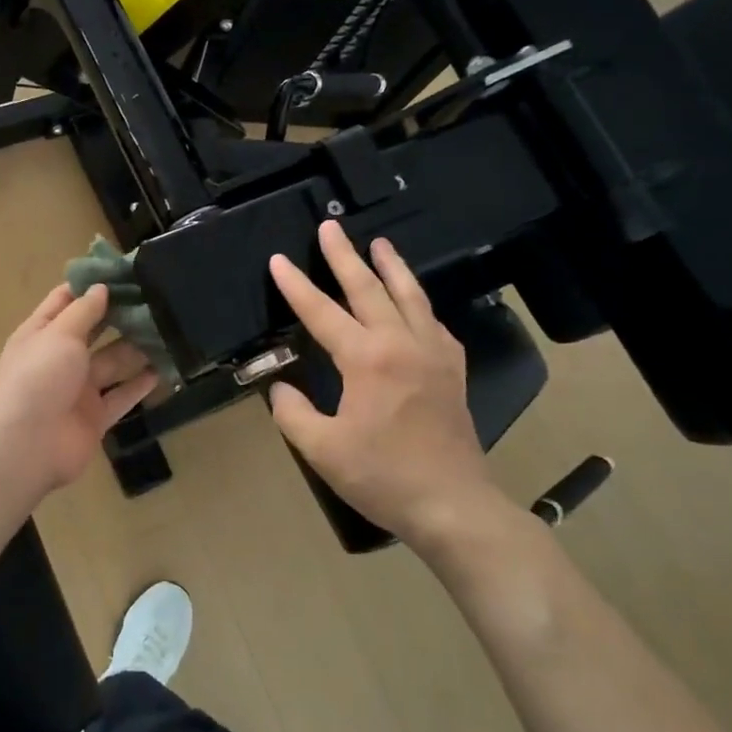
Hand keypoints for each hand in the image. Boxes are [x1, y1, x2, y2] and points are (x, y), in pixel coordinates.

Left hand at [0, 284, 159, 496]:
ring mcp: (77, 389)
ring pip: (112, 363)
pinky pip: (121, 396)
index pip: (65, 301)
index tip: (122, 272)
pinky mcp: (95, 417)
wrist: (27, 445)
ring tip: (168, 331)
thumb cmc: (38, 378)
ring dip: (136, 349)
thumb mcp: (58, 334)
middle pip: (93, 332)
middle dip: (120, 316)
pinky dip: (140, 384)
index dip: (90, 286)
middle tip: (156, 299)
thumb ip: (83, 311)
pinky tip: (163, 369)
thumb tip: (100, 288)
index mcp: (41, 333)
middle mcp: (59, 358)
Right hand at [267, 221, 502, 551]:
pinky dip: (418, 302)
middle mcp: (402, 345)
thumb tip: (282, 389)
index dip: (296, 286)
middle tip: (331, 227)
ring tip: (380, 243)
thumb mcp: (321, 449)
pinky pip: (433, 322)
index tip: (278, 260)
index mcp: (367, 360)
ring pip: (411, 297)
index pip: (322, 312)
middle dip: (345, 256)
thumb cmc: (382, 476)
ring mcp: (434, 354)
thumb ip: (292, 412)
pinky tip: (414, 302)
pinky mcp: (452, 371)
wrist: (452, 504)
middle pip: (369, 289)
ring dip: (392, 267)